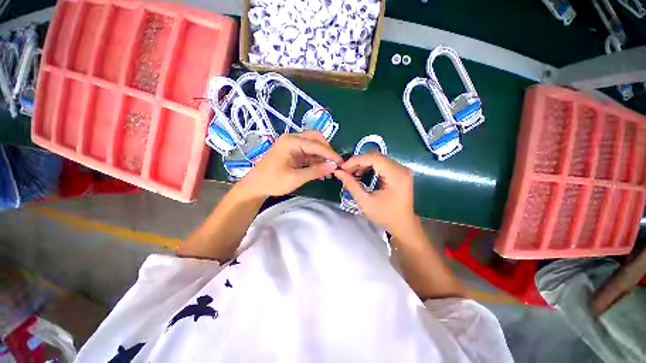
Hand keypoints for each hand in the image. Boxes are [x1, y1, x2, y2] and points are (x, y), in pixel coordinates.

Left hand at [238, 131, 342, 197]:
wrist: (255, 186)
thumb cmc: (273, 181)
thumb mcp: (296, 178)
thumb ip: (316, 171)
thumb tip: (333, 167)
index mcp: (291, 141)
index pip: (316, 144)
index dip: (330, 153)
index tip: (341, 162)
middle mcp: (292, 138)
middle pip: (316, 138)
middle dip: (326, 150)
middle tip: (333, 164)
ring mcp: (291, 144)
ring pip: (313, 145)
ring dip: (321, 155)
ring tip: (328, 168)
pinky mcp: (292, 151)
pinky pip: (308, 151)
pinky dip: (315, 159)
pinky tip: (320, 168)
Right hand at [334, 154, 417, 236]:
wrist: (403, 225)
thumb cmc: (385, 216)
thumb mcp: (365, 202)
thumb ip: (351, 185)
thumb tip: (338, 172)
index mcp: (396, 175)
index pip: (374, 158)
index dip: (356, 160)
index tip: (343, 167)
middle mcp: (401, 168)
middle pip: (376, 156)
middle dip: (358, 162)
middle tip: (345, 170)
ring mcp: (402, 169)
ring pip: (378, 158)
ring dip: (363, 163)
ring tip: (351, 172)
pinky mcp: (399, 172)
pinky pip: (382, 163)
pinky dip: (369, 166)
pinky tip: (361, 173)